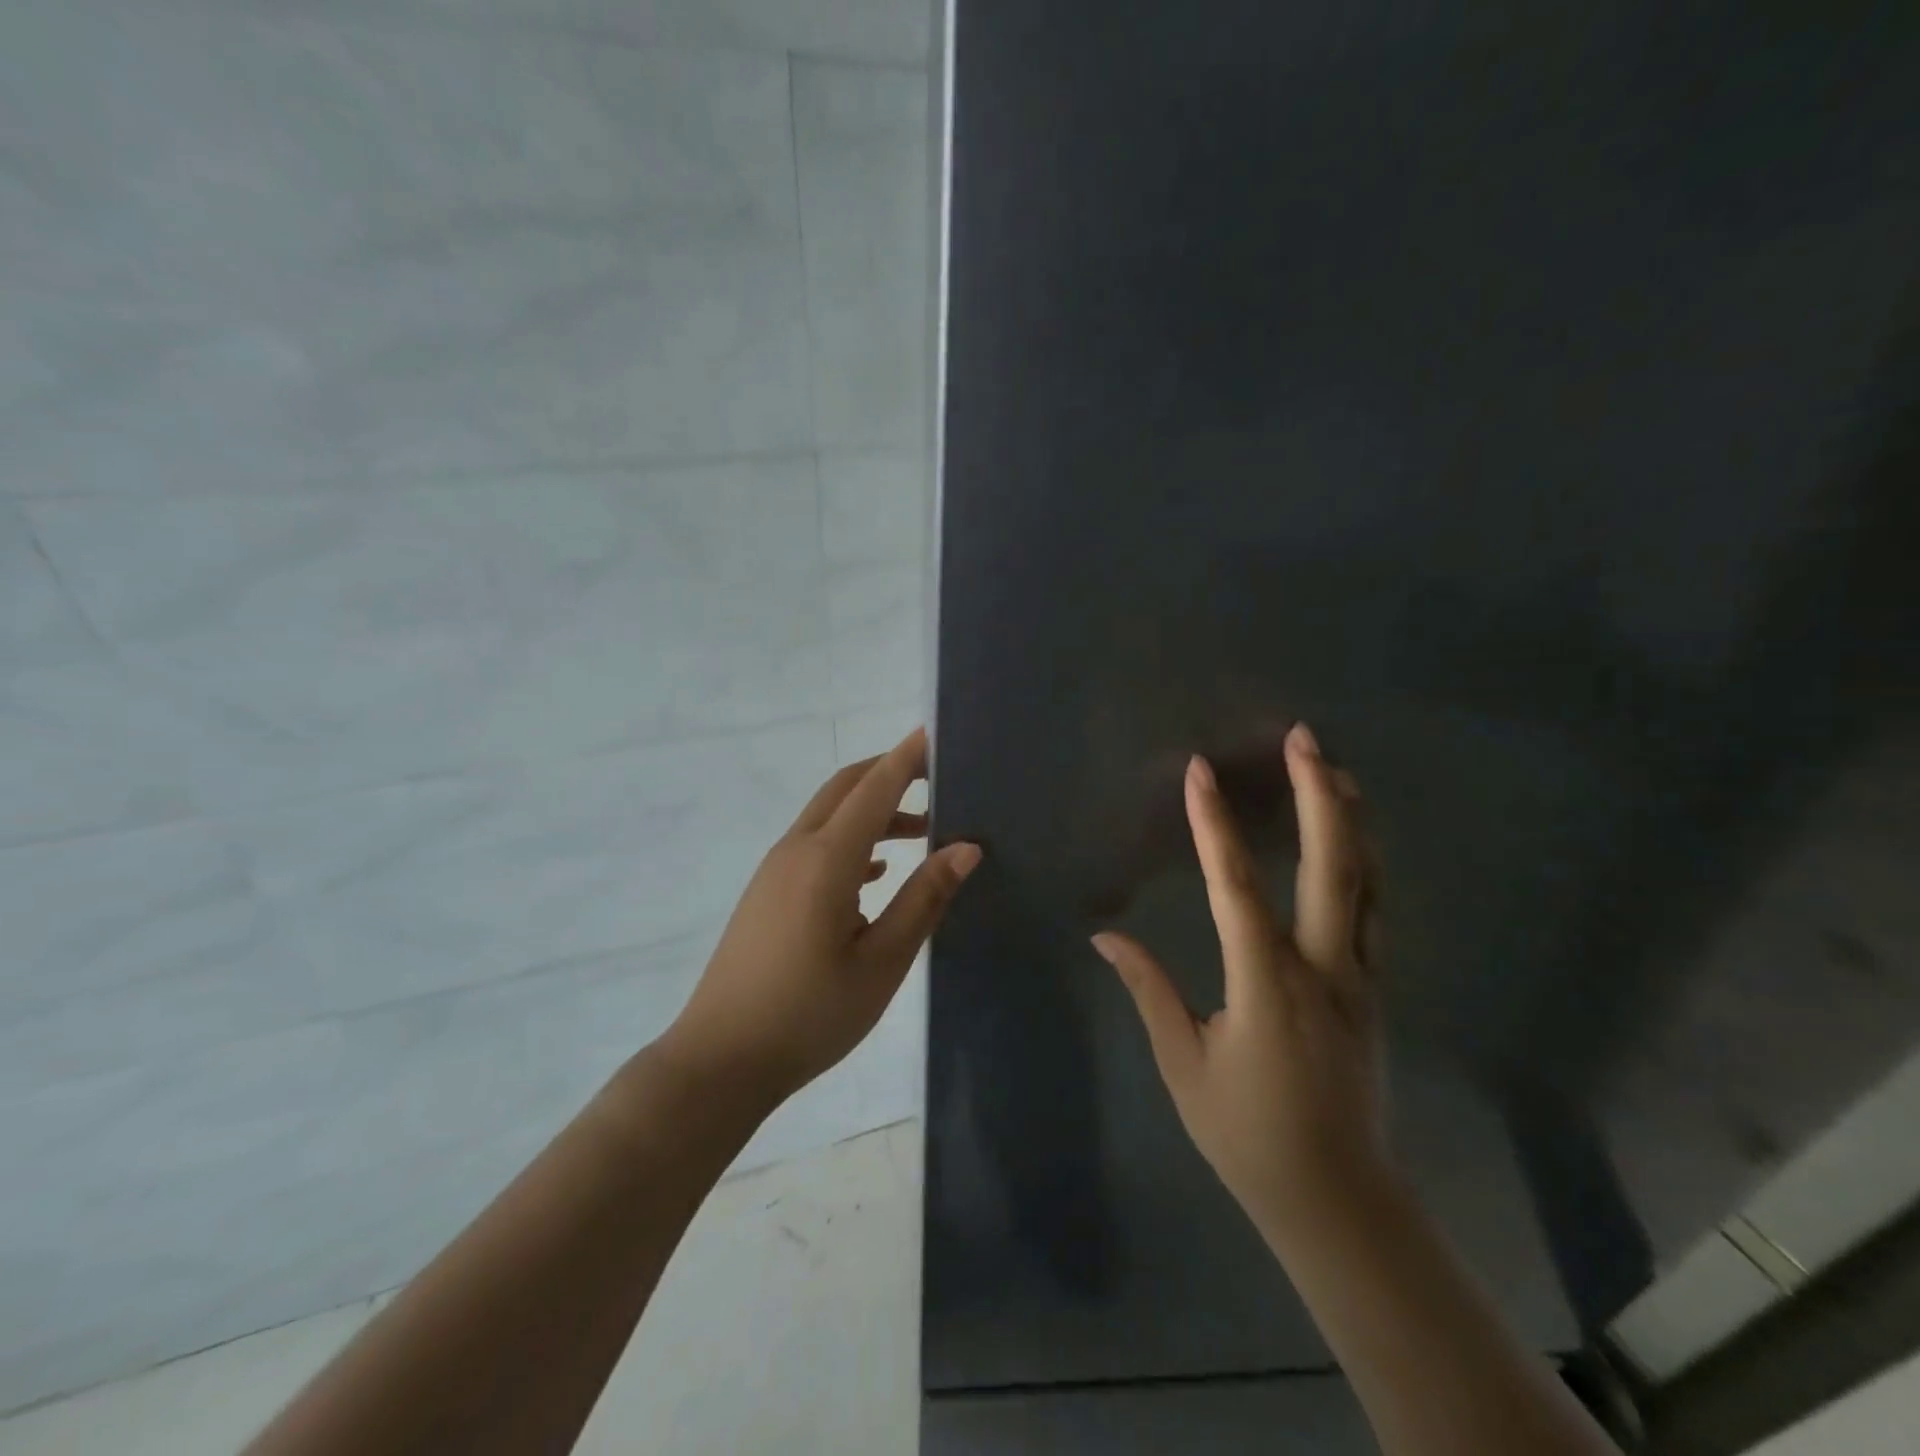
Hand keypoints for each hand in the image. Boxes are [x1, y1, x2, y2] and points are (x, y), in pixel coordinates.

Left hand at [664, 728, 981, 1109]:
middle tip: (937, 777)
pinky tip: (878, 872)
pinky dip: (853, 840)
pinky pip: (816, 845)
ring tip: (923, 831)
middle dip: (889, 772)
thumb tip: (966, 847)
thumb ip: (924, 899)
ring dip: (874, 810)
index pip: (875, 788)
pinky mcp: (768, 892)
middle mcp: (797, 850)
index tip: (938, 732)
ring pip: (830, 816)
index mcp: (826, 859)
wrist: (720, 1060)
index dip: (908, 757)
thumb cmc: (809, 1015)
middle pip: (846, 788)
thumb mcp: (881, 962)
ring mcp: (776, 870)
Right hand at [1092, 723, 1386, 1240]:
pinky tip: (1356, 840)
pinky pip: (1375, 911)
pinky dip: (1366, 863)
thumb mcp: (1183, 1064)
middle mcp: (1323, 969)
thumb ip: (1149, 990)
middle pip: (1330, 867)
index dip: (1214, 825)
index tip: (1199, 772)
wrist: (1337, 1199)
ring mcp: (1360, 978)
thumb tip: (1105, 938)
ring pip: (1367, 883)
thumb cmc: (1247, 1133)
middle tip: (1304, 738)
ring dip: (1351, 819)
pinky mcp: (1375, 991)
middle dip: (1318, 795)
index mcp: (1266, 986)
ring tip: (1335, 768)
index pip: (1236, 887)